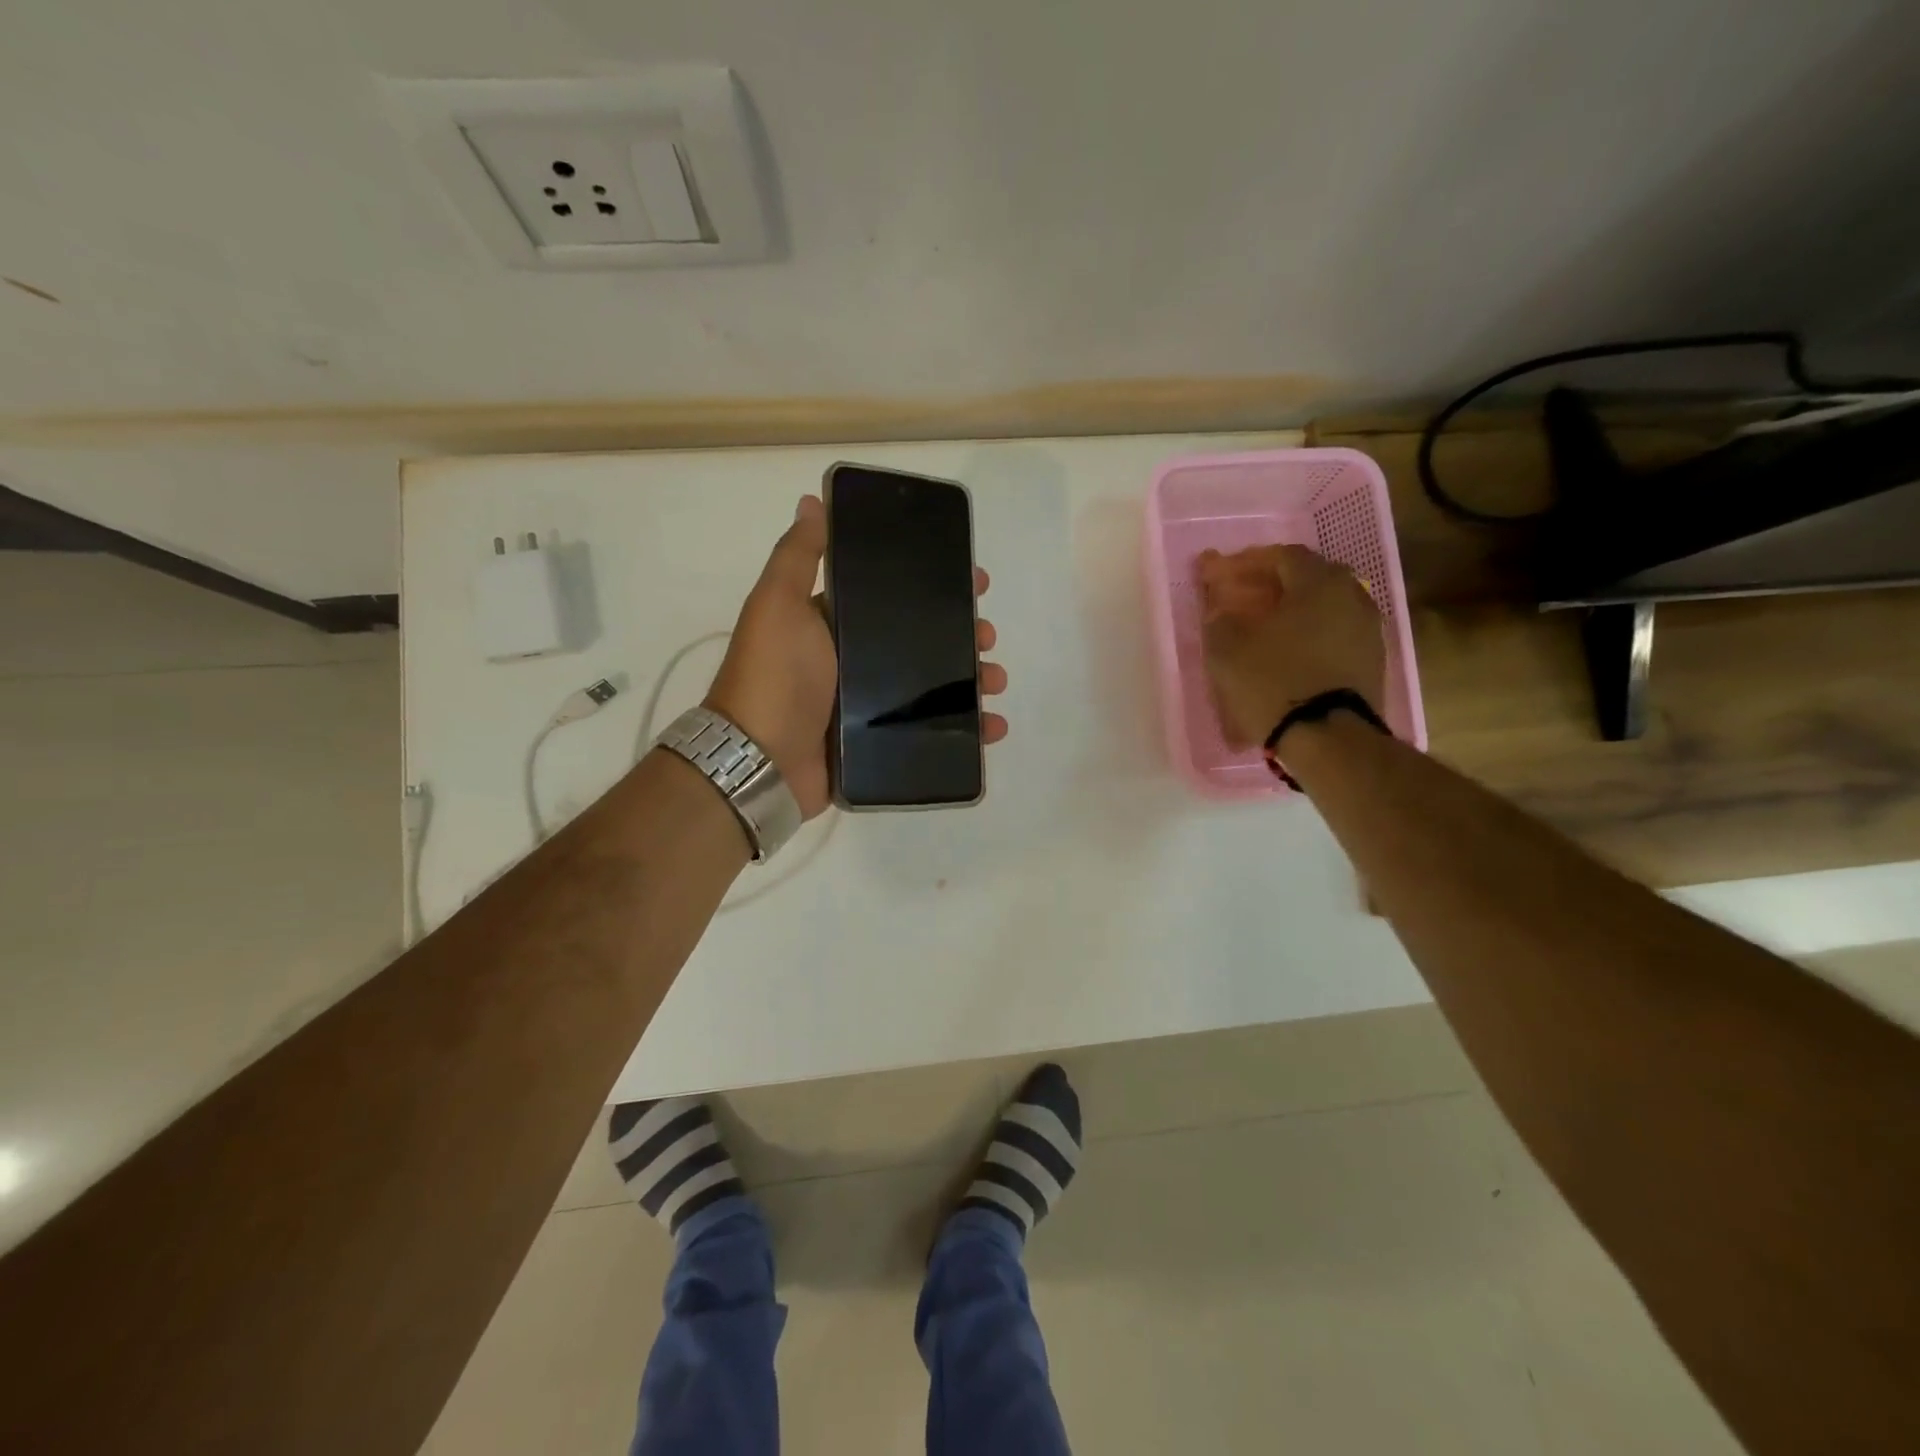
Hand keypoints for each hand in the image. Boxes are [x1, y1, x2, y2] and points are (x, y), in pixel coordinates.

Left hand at [704, 494, 1009, 818]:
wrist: (759, 760)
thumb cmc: (774, 676)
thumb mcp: (778, 604)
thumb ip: (798, 556)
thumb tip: (812, 501)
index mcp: (836, 625)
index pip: (895, 597)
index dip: (935, 587)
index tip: (974, 582)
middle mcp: (854, 662)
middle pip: (922, 642)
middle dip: (962, 634)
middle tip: (988, 635)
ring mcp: (868, 708)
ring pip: (932, 687)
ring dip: (970, 680)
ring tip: (995, 681)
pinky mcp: (878, 745)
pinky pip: (930, 733)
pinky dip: (964, 731)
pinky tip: (991, 726)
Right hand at [1197, 544, 1385, 749]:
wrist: (1328, 738)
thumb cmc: (1273, 681)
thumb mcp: (1227, 648)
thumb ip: (1220, 619)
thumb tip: (1222, 611)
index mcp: (1318, 583)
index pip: (1283, 555)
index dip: (1249, 561)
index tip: (1223, 573)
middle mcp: (1351, 596)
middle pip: (1311, 576)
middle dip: (1276, 581)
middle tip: (1247, 594)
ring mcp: (1368, 629)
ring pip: (1326, 606)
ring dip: (1296, 609)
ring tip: (1268, 626)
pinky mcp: (1372, 661)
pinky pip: (1336, 633)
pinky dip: (1311, 634)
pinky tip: (1291, 651)